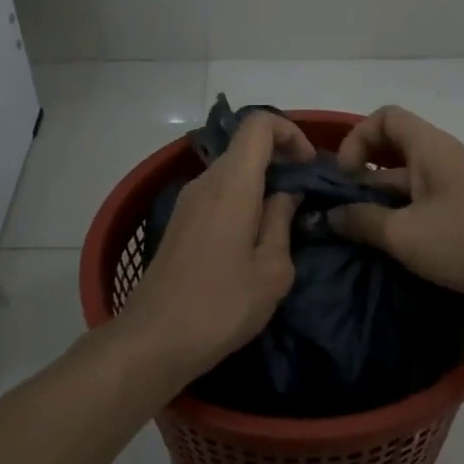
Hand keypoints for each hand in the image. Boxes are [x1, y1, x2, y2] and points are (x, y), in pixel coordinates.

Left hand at [114, 112, 313, 386]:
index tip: (309, 167)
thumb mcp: (271, 270)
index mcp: (232, 184)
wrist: (154, 340)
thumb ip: (281, 222)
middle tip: (305, 197)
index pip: (258, 124)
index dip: (290, 133)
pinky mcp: (180, 222)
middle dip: (280, 160)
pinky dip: (242, 200)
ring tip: (283, 222)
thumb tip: (285, 195)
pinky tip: (253, 239)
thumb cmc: (221, 305)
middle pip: (245, 147)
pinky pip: (217, 193)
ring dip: (261, 183)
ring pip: (231, 171)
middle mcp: (206, 181)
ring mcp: (188, 201)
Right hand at [329, 105, 463, 324]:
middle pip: (392, 156)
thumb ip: (363, 222)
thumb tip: (331, 216)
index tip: (346, 179)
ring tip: (356, 243)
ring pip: (407, 191)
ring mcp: (457, 194)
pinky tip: (388, 259)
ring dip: (381, 211)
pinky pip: (425, 215)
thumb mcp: (406, 233)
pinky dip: (404, 230)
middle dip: (362, 183)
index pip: (385, 118)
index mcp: (429, 149)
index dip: (357, 139)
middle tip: (340, 218)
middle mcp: (442, 163)